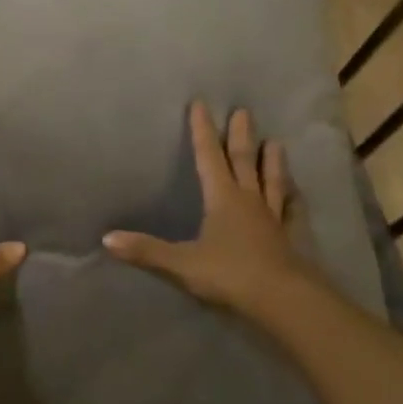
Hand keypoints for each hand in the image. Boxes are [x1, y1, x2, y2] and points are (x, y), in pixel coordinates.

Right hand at [104, 101, 322, 322]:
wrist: (282, 299)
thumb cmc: (229, 275)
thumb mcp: (181, 263)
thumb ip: (146, 251)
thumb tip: (106, 238)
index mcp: (222, 199)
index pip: (209, 157)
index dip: (202, 131)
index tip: (201, 104)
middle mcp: (248, 200)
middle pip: (244, 161)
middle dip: (240, 136)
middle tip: (243, 111)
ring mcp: (272, 218)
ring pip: (272, 181)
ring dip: (272, 161)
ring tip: (275, 142)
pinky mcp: (290, 237)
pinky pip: (292, 212)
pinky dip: (293, 199)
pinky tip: (296, 193)